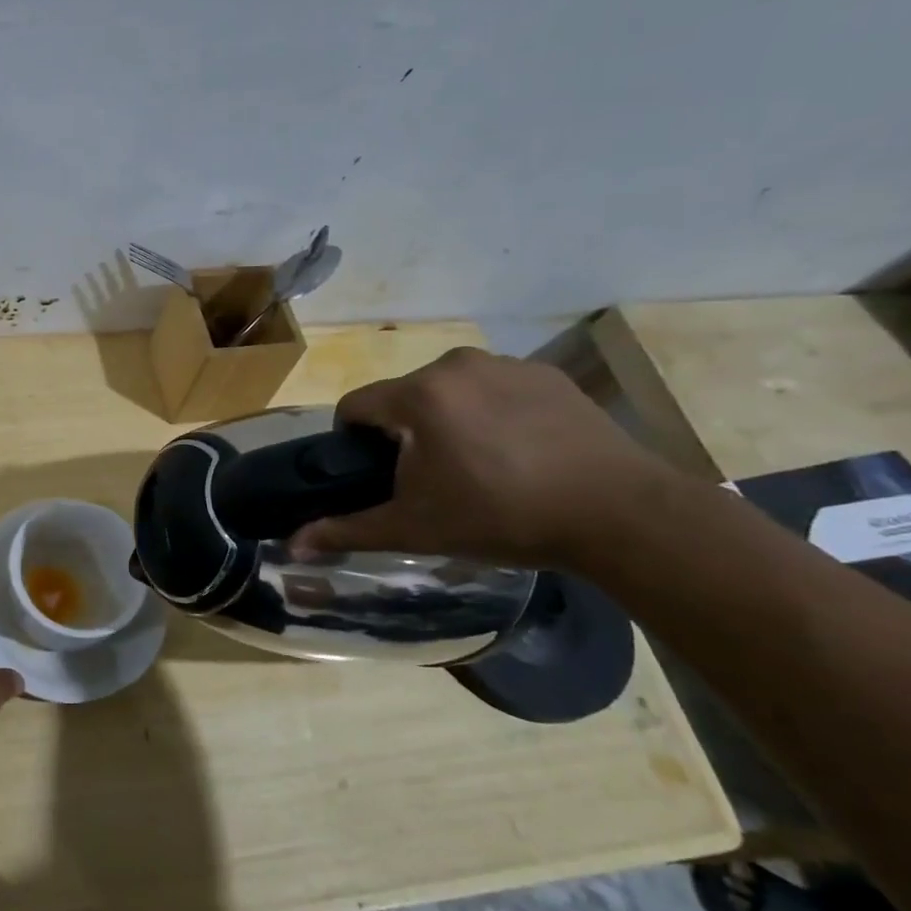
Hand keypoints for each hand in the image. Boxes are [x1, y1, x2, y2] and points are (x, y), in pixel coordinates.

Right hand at [290, 347, 684, 566]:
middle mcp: (455, 365)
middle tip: (431, 479)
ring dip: (447, 419)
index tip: (376, 474)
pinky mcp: (547, 374)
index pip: (355, 405)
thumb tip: (292, 545)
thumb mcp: (415, 528)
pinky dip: (491, 412)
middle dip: (404, 432)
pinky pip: (494, 388)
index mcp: (418, 395)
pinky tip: (519, 451)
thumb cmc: (502, 517)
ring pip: (449, 390)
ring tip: (479, 466)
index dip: (353, 441)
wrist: (618, 513)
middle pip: (403, 396)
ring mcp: (506, 364)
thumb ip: (348, 530)